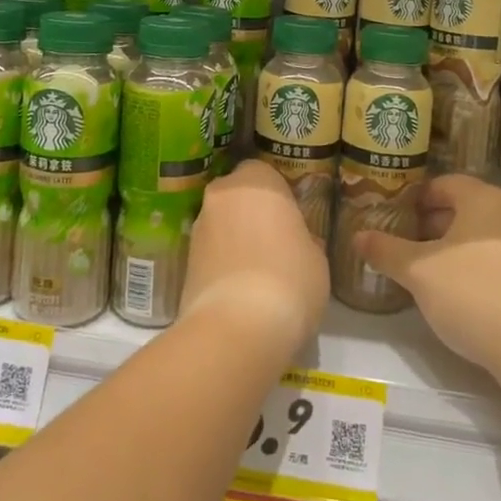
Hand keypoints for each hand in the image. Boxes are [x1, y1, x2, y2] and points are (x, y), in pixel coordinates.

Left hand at [180, 161, 329, 353]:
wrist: (237, 328)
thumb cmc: (289, 279)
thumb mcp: (316, 258)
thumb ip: (304, 239)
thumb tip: (297, 242)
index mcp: (256, 180)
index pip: (264, 172)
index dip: (278, 194)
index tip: (291, 218)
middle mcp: (221, 194)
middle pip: (238, 196)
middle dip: (252, 213)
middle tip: (275, 241)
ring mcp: (198, 227)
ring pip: (222, 224)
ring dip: (235, 238)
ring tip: (257, 271)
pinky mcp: (183, 260)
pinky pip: (211, 252)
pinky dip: (222, 262)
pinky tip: (240, 289)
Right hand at [354, 174, 500, 379]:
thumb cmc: (472, 292)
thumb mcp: (418, 271)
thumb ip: (386, 250)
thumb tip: (357, 236)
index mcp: (482, 199)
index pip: (442, 184)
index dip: (412, 198)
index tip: (389, 216)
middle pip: (460, 209)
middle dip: (427, 225)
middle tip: (397, 243)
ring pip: (475, 237)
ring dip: (446, 248)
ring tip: (418, 269)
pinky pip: (491, 260)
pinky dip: (468, 267)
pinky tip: (449, 292)